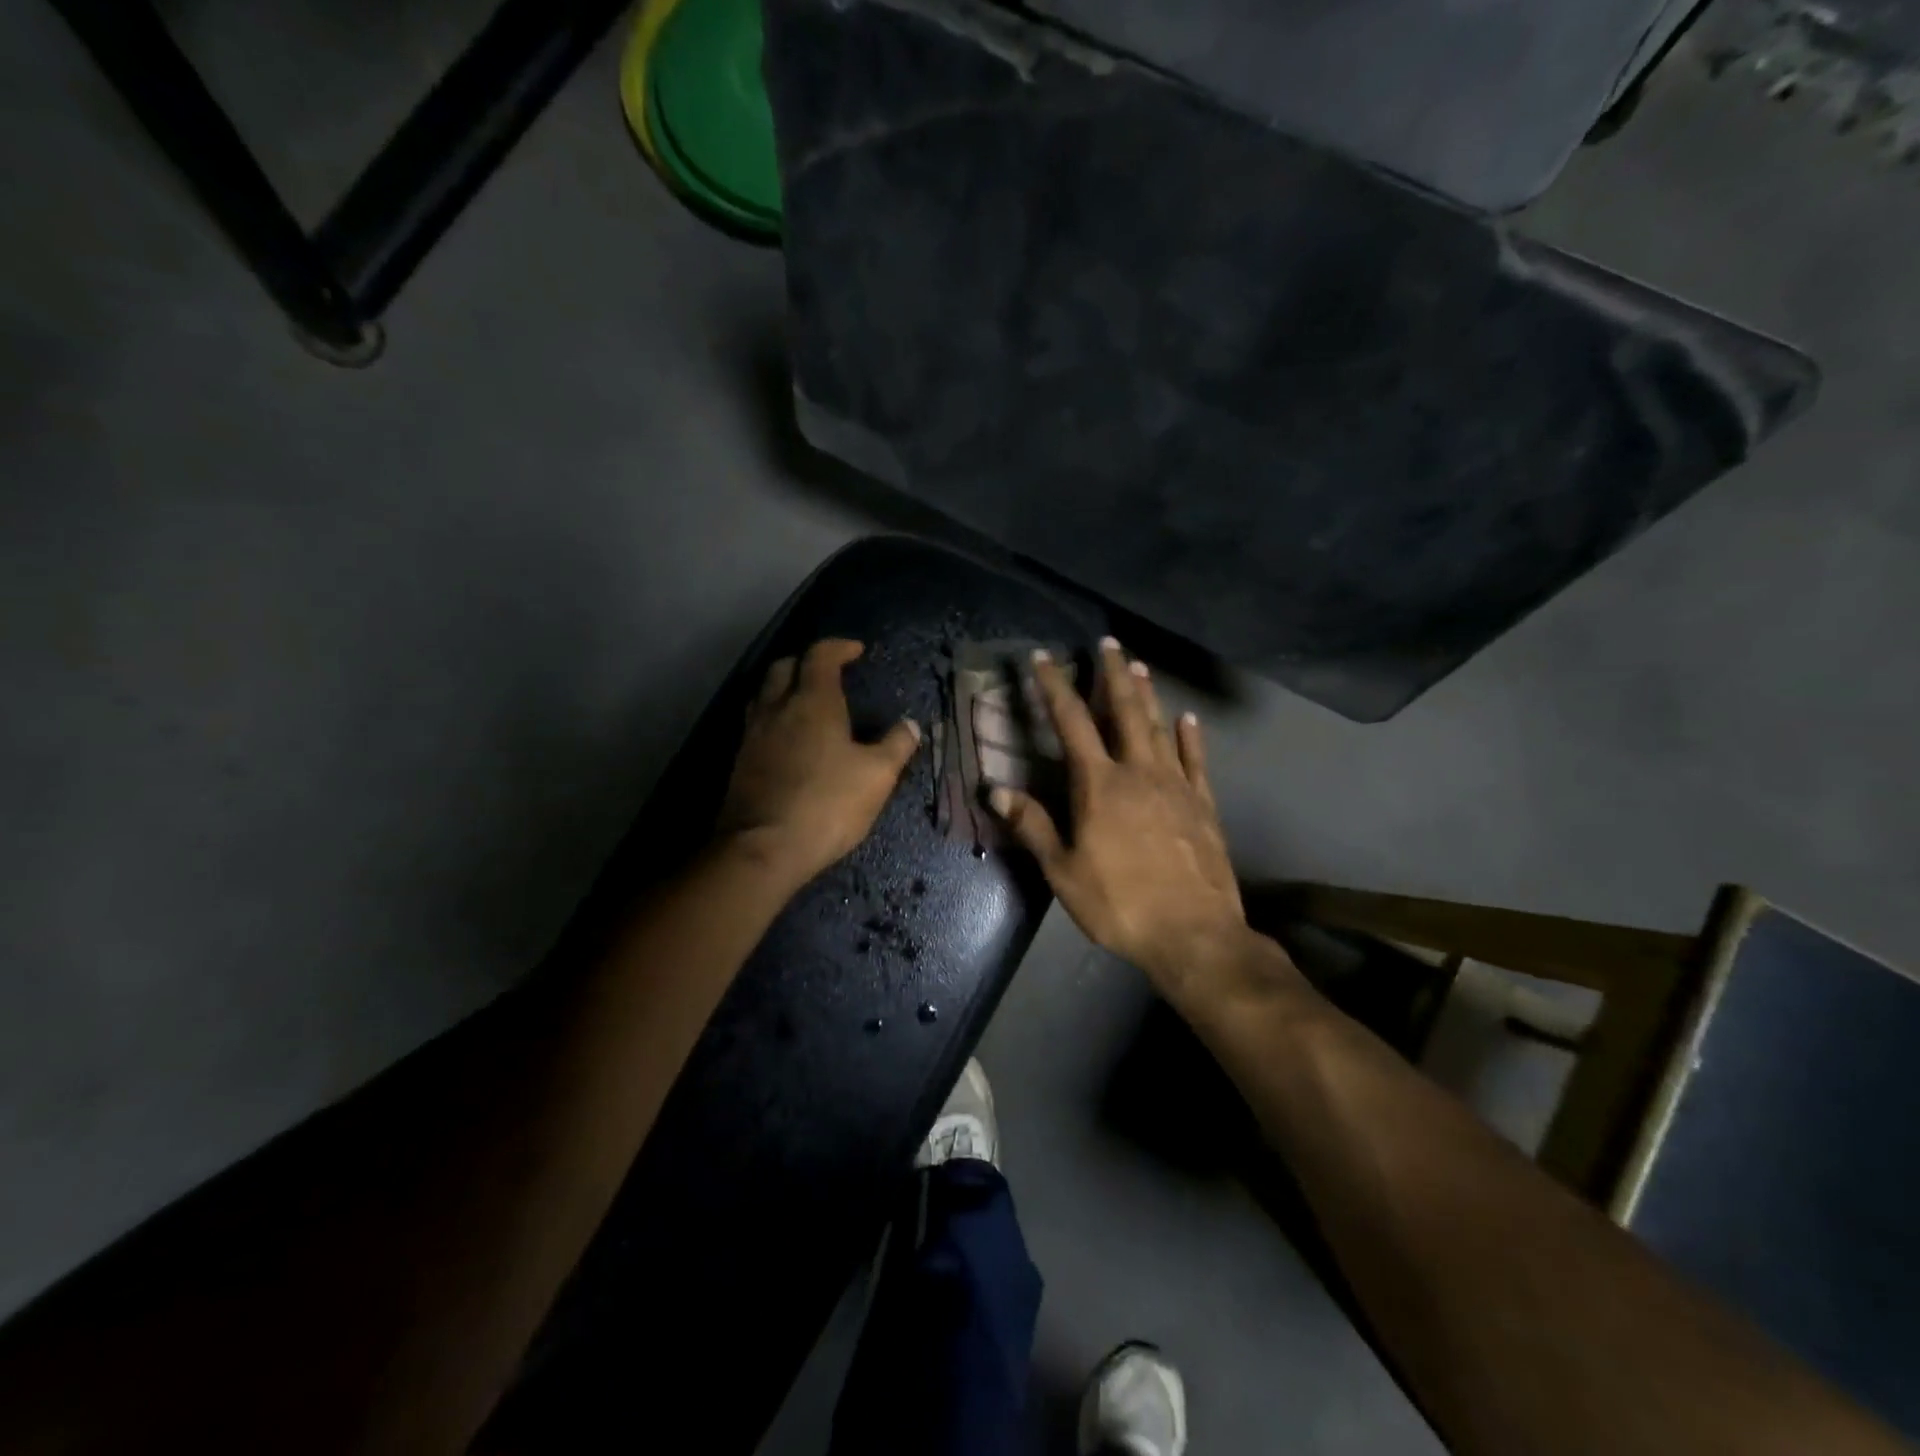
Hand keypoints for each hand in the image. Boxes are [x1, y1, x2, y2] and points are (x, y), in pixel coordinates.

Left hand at [716, 639, 920, 887]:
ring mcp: (753, 735)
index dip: (839, 647)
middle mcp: (777, 708)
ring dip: (784, 689)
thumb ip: (896, 745)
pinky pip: (756, 724)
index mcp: (813, 702)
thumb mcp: (877, 776)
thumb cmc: (827, 804)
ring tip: (805, 703)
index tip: (856, 650)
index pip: (821, 656)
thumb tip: (910, 725)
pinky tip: (787, 739)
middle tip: (828, 674)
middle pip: (784, 667)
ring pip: (764, 694)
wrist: (763, 848)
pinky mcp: (740, 762)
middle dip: (806, 663)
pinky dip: (774, 718)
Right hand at [990, 638, 1249, 999]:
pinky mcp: (1203, 804)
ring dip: (1148, 694)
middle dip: (1112, 674)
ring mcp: (1176, 785)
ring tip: (1139, 665)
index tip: (1043, 657)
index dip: (1055, 686)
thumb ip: (1032, 825)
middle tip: (1108, 642)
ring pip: (1160, 727)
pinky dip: (1190, 735)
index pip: (1072, 722)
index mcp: (1099, 785)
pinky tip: (1188, 718)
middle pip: (1125, 711)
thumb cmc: (1119, 903)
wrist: (1194, 933)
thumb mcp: (1063, 871)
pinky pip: (1195, 760)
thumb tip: (996, 790)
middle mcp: (1139, 772)